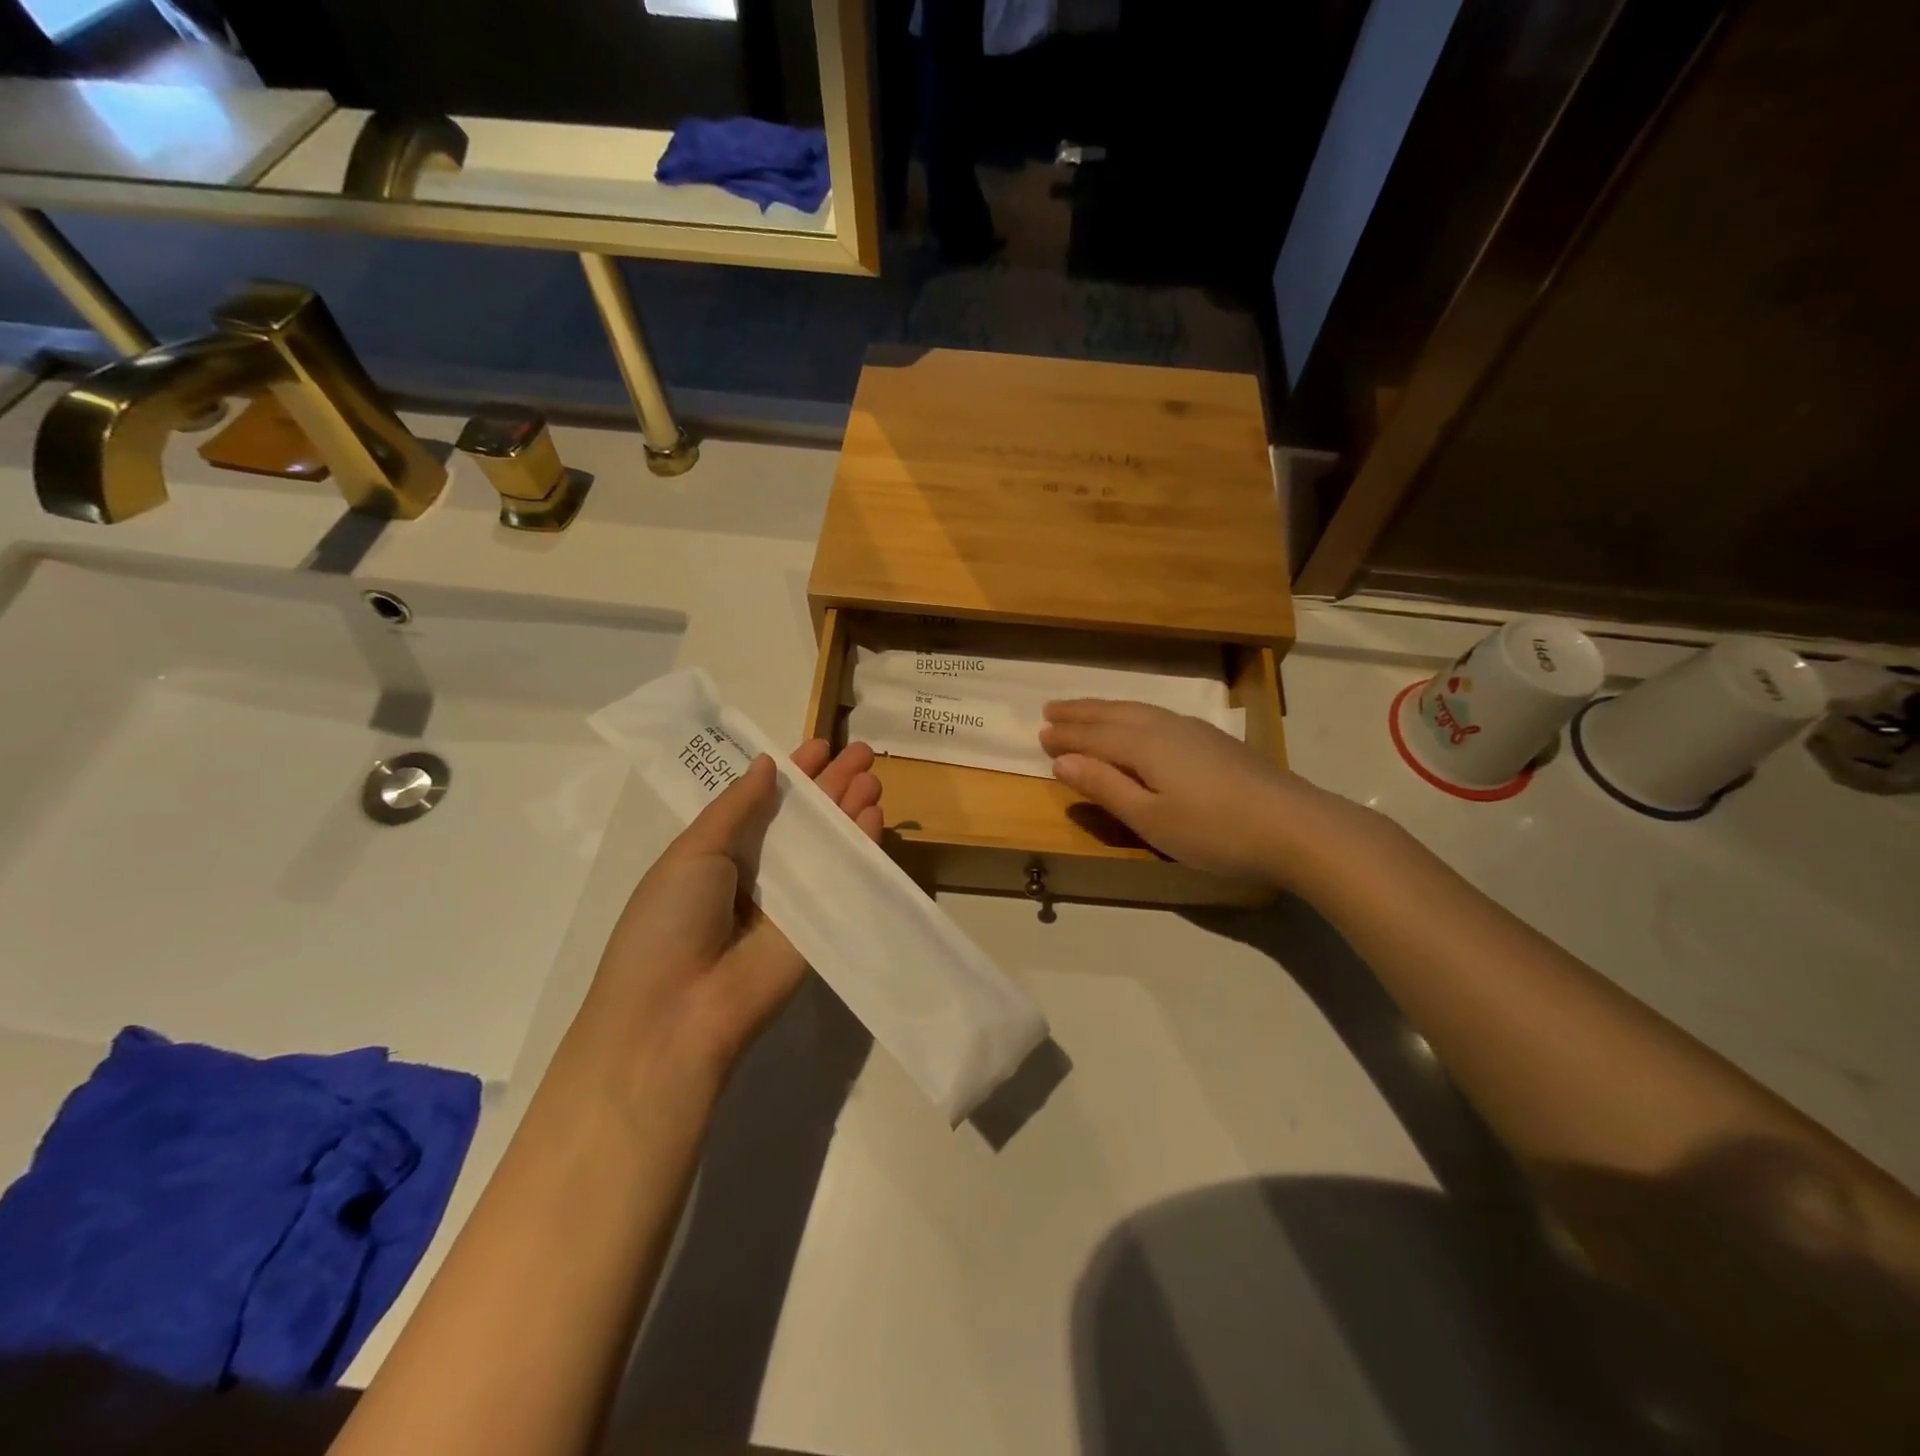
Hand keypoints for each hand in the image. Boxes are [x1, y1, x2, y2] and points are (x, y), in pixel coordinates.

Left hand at [574, 739, 881, 1099]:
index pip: (766, 801)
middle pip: (805, 819)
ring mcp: (794, 901)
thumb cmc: (670, 920)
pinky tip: (875, 816)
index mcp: (722, 852)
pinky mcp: (821, 927)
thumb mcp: (693, 851)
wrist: (678, 1012)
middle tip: (863, 752)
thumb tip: (768, 764)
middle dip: (833, 784)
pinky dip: (861, 847)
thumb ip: (736, 806)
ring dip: (852, 809)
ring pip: (829, 844)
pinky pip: (844, 880)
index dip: (794, 772)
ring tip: (874, 776)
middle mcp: (761, 872)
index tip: (821, 744)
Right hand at [1040, 700, 1348, 888]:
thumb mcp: (1149, 818)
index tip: (1039, 735)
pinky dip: (1132, 714)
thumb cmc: (1213, 830)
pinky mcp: (1214, 740)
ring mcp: (1193, 730)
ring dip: (1105, 709)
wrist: (1294, 826)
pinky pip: (1156, 716)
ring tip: (1085, 711)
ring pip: (1137, 710)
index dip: (1066, 736)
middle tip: (1050, 710)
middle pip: (1113, 714)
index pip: (1093, 736)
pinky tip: (1138, 723)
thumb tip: (1062, 762)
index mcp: (1143, 745)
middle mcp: (1164, 727)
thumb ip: (1105, 787)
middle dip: (1080, 713)